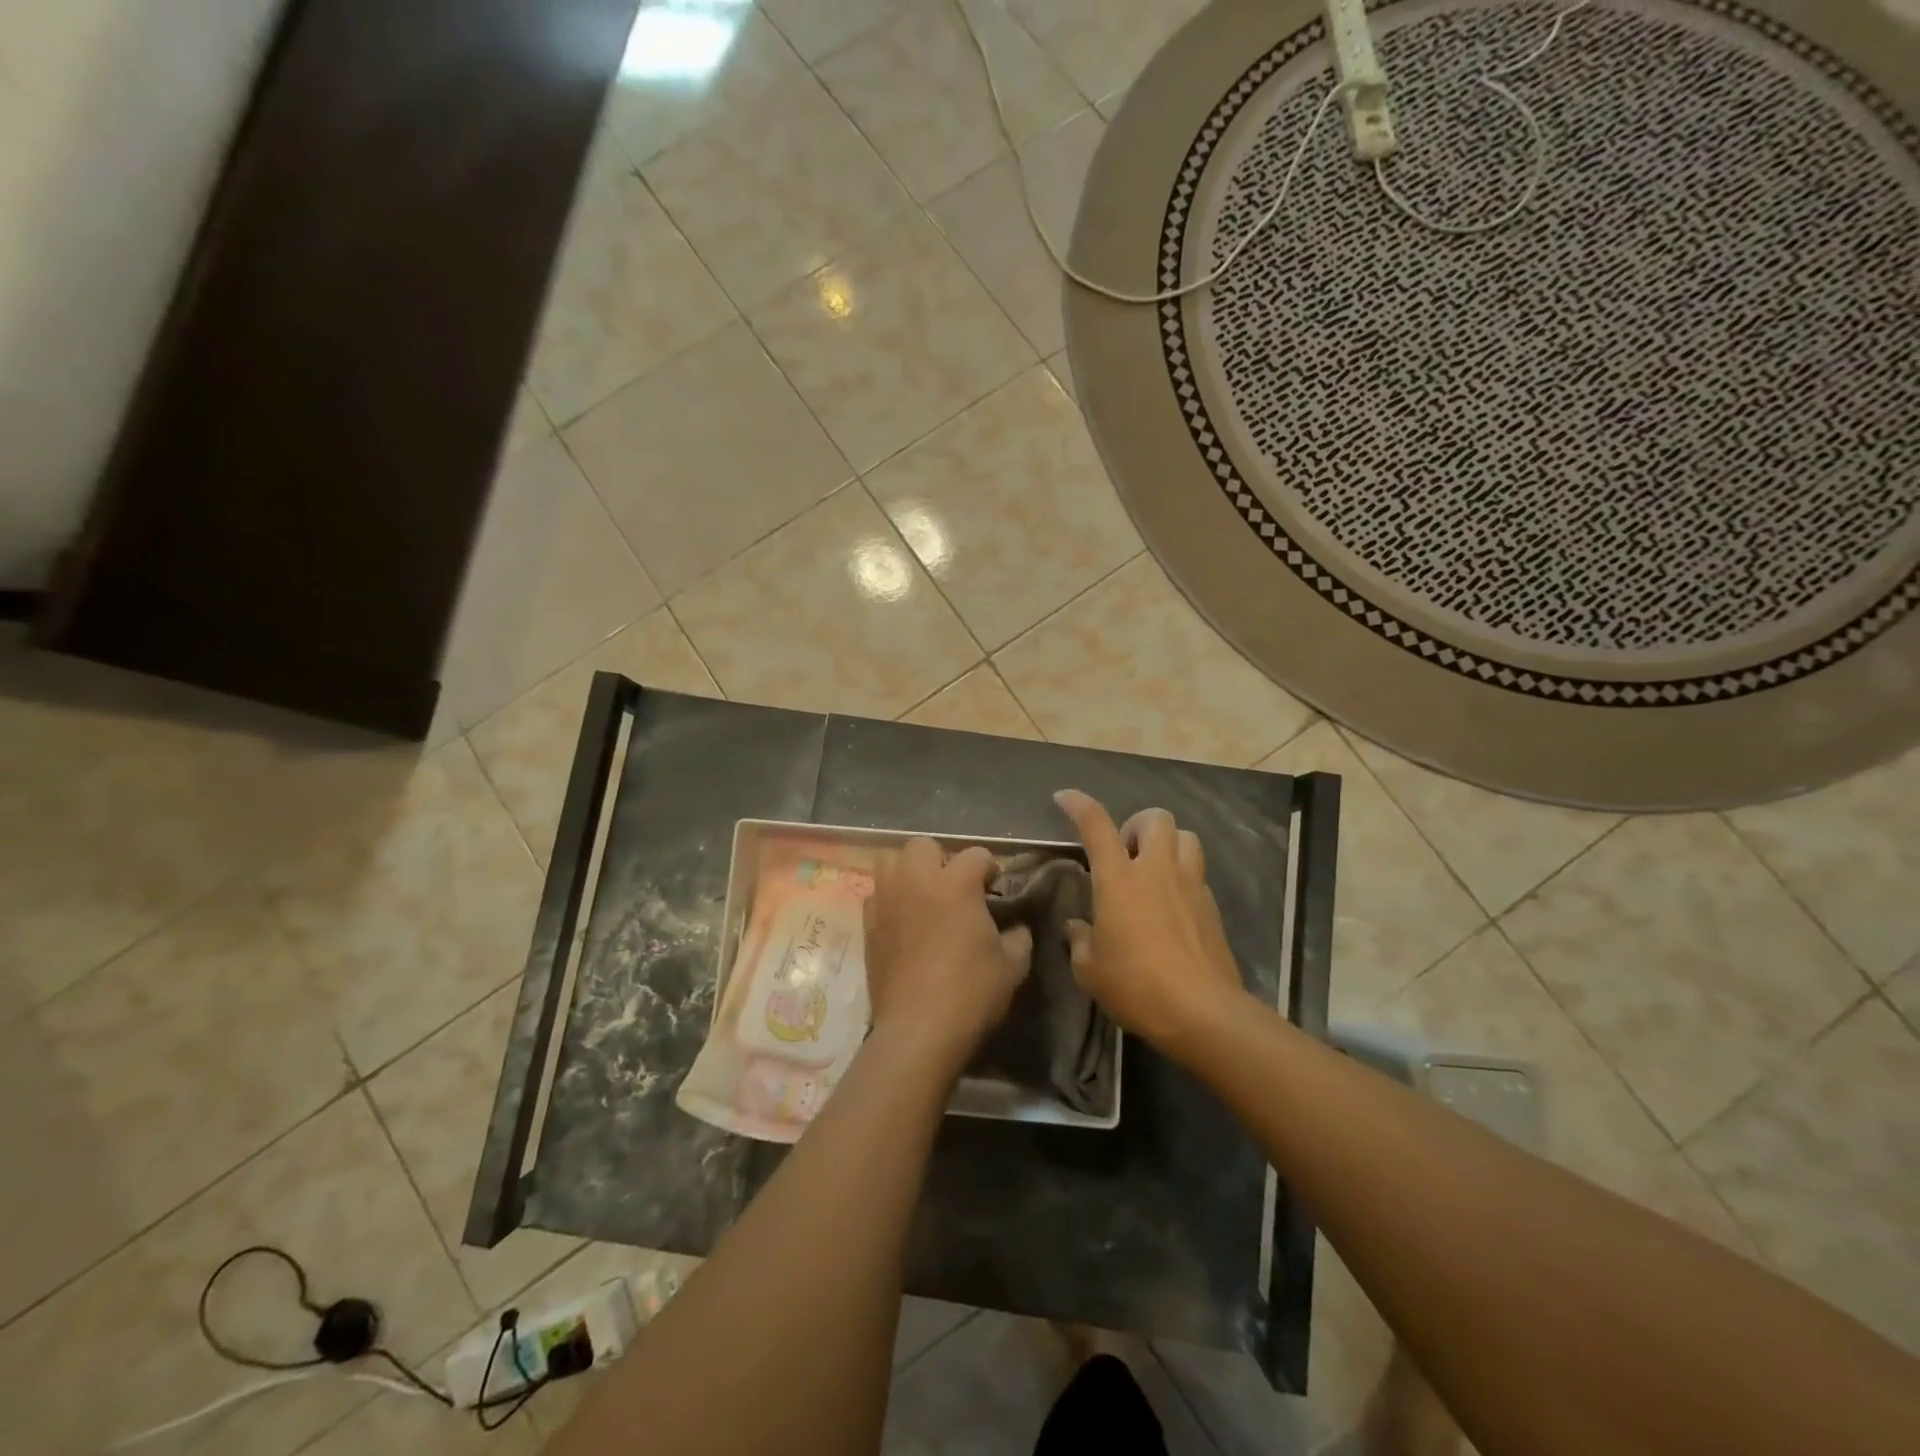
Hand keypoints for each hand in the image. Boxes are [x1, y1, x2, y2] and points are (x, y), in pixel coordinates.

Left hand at [863, 839, 1032, 1076]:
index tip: (995, 889)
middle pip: (923, 845)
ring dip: (908, 871)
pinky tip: (903, 921)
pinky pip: (876, 894)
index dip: (990, 869)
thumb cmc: (971, 992)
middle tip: (953, 887)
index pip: (976, 854)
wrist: (919, 1029)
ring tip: (923, 896)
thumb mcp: (1012, 965)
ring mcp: (887, 899)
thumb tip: (1016, 927)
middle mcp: (917, 880)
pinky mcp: (868, 923)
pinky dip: (890, 899)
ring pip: (890, 860)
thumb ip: (1018, 936)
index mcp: (956, 883)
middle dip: (941, 859)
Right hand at [1053, 790, 1245, 1053]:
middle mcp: (1156, 870)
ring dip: (1168, 843)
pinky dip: (1184, 876)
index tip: (1064, 798)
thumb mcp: (1090, 970)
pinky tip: (1173, 904)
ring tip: (1154, 869)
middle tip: (1125, 853)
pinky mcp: (1212, 906)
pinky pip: (1198, 872)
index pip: (1096, 825)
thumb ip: (1080, 941)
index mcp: (1118, 880)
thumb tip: (1077, 927)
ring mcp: (1190, 884)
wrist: (1202, 1012)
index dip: (1078, 805)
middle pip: (1155, 817)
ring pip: (1186, 836)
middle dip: (1137, 825)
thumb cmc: (1136, 987)